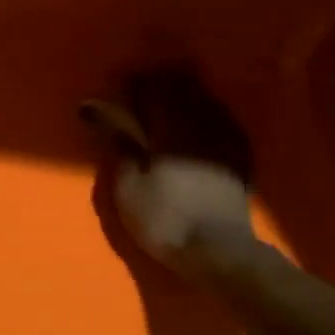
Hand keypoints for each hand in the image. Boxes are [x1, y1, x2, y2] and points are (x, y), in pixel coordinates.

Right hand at [81, 68, 258, 276]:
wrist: (218, 251)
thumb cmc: (164, 218)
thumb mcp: (128, 185)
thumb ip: (118, 142)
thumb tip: (95, 109)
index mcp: (168, 126)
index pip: (149, 89)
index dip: (132, 83)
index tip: (117, 85)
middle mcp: (199, 122)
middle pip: (179, 87)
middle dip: (159, 84)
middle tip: (140, 91)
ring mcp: (224, 137)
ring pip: (202, 100)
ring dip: (184, 95)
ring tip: (168, 103)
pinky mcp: (239, 154)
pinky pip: (222, 120)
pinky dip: (206, 115)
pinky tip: (200, 123)